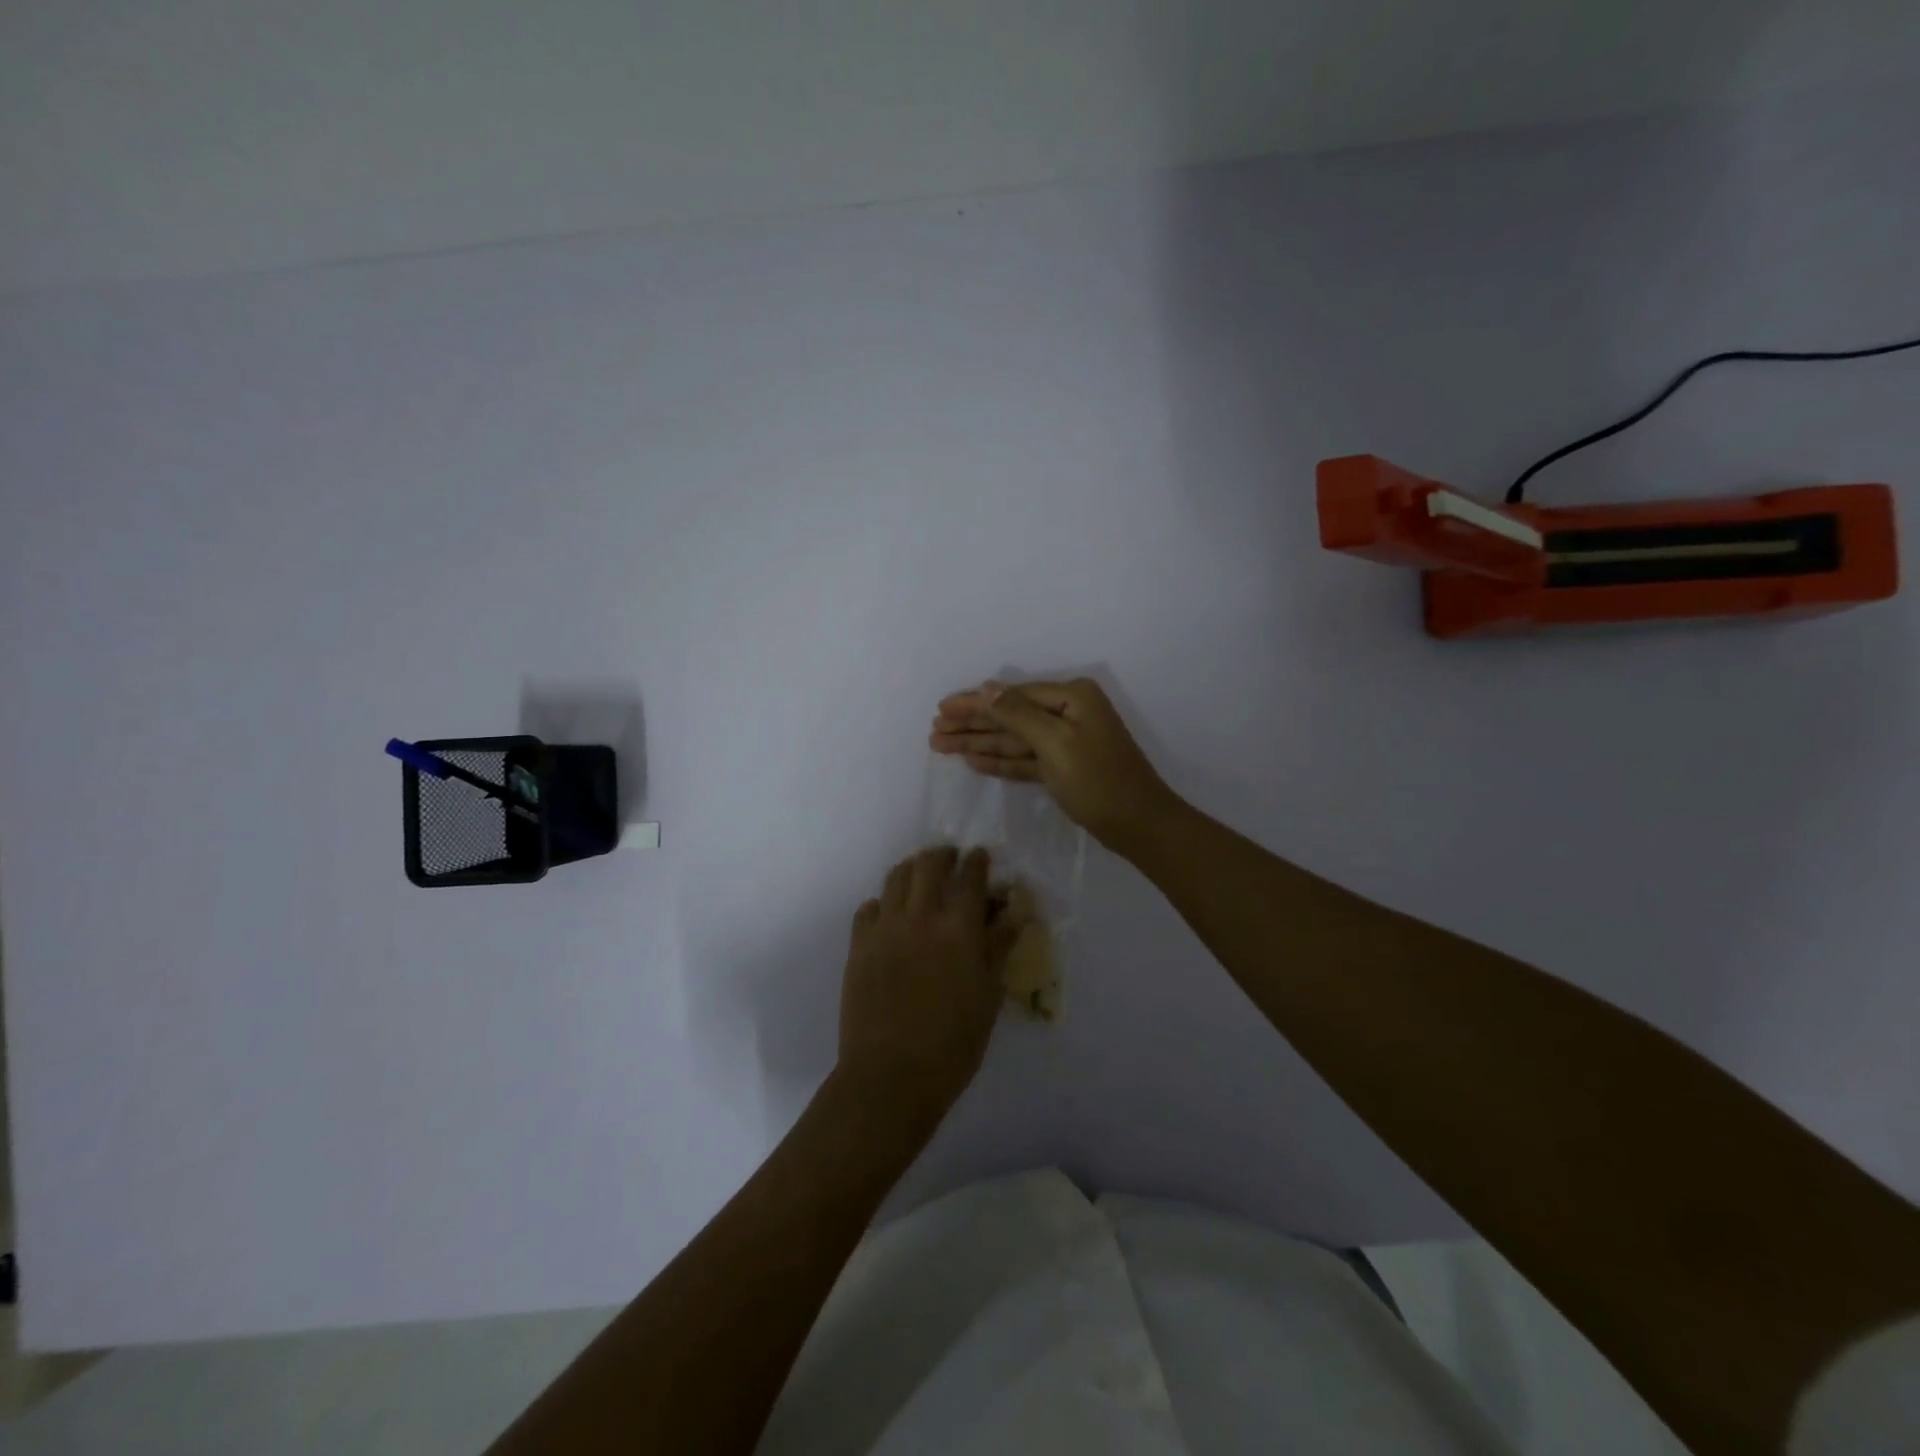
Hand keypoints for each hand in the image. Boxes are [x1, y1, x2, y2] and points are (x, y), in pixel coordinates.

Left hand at [839, 847, 1004, 1111]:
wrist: (891, 1075)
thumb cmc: (953, 1044)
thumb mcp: (989, 996)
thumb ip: (998, 947)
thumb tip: (1011, 912)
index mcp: (959, 928)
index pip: (970, 876)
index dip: (978, 862)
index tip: (981, 857)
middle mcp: (920, 916)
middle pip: (929, 864)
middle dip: (943, 855)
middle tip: (951, 860)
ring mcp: (884, 928)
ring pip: (896, 878)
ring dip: (912, 870)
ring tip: (920, 877)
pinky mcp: (859, 945)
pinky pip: (869, 908)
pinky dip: (883, 902)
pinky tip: (890, 915)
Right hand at [929, 678, 1176, 850]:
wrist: (1139, 825)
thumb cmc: (1098, 780)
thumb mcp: (1056, 742)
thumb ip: (1017, 714)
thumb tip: (986, 688)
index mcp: (1071, 697)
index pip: (1011, 695)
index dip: (974, 703)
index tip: (941, 709)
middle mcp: (1068, 713)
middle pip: (1009, 716)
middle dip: (972, 724)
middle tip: (934, 731)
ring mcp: (1066, 742)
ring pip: (1014, 739)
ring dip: (979, 742)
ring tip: (941, 745)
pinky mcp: (1063, 768)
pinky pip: (1025, 759)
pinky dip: (1000, 760)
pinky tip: (973, 760)